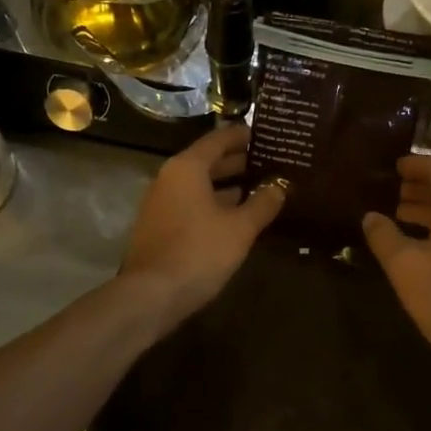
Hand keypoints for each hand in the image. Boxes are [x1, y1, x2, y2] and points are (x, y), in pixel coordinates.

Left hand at [120, 123, 285, 328]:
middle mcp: (170, 178)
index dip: (244, 135)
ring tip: (262, 188)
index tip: (267, 135)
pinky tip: (238, 217)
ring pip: (201, 185)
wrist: (150, 295)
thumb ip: (262, 203)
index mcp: (187, 167)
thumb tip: (280, 186)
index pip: (219, 139)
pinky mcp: (160, 227)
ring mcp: (162, 203)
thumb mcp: (240, 228)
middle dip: (239, 161)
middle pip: (208, 161)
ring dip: (229, 185)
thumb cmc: (199, 252)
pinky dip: (215, 204)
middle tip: (272, 162)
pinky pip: (193, 204)